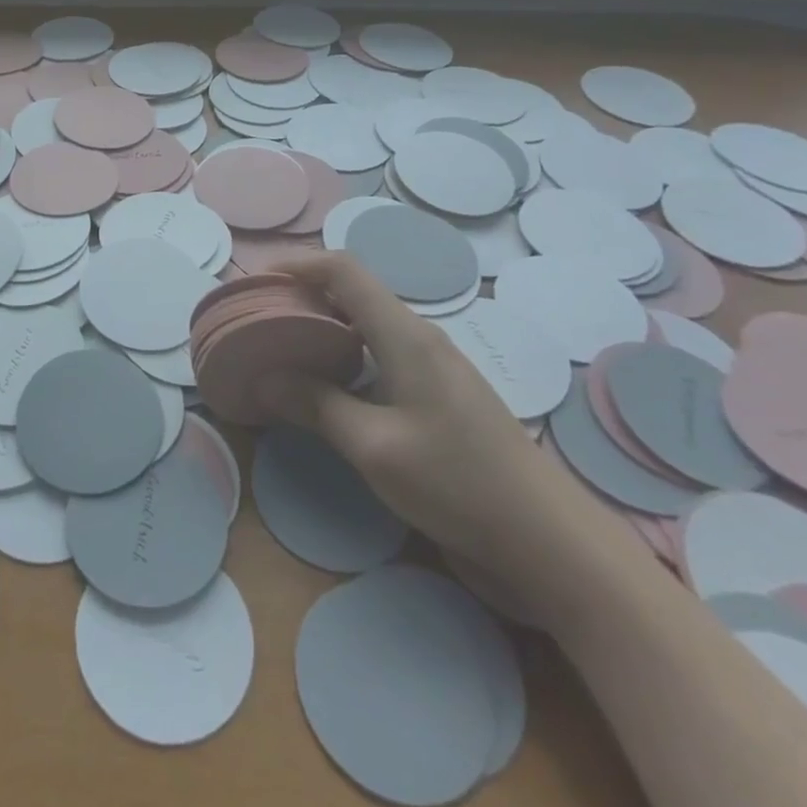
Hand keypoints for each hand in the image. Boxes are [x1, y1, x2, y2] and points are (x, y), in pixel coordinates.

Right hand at [258, 252, 579, 591]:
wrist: (550, 542)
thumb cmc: (459, 484)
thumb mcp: (374, 447)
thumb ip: (316, 405)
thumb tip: (264, 378)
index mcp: (405, 334)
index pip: (344, 270)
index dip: (297, 264)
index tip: (256, 281)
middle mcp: (420, 337)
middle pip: (353, 292)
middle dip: (303, 295)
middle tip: (259, 319)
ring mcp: (434, 366)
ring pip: (367, 324)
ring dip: (323, 326)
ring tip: (282, 348)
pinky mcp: (440, 395)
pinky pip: (382, 353)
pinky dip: (345, 354)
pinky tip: (327, 384)